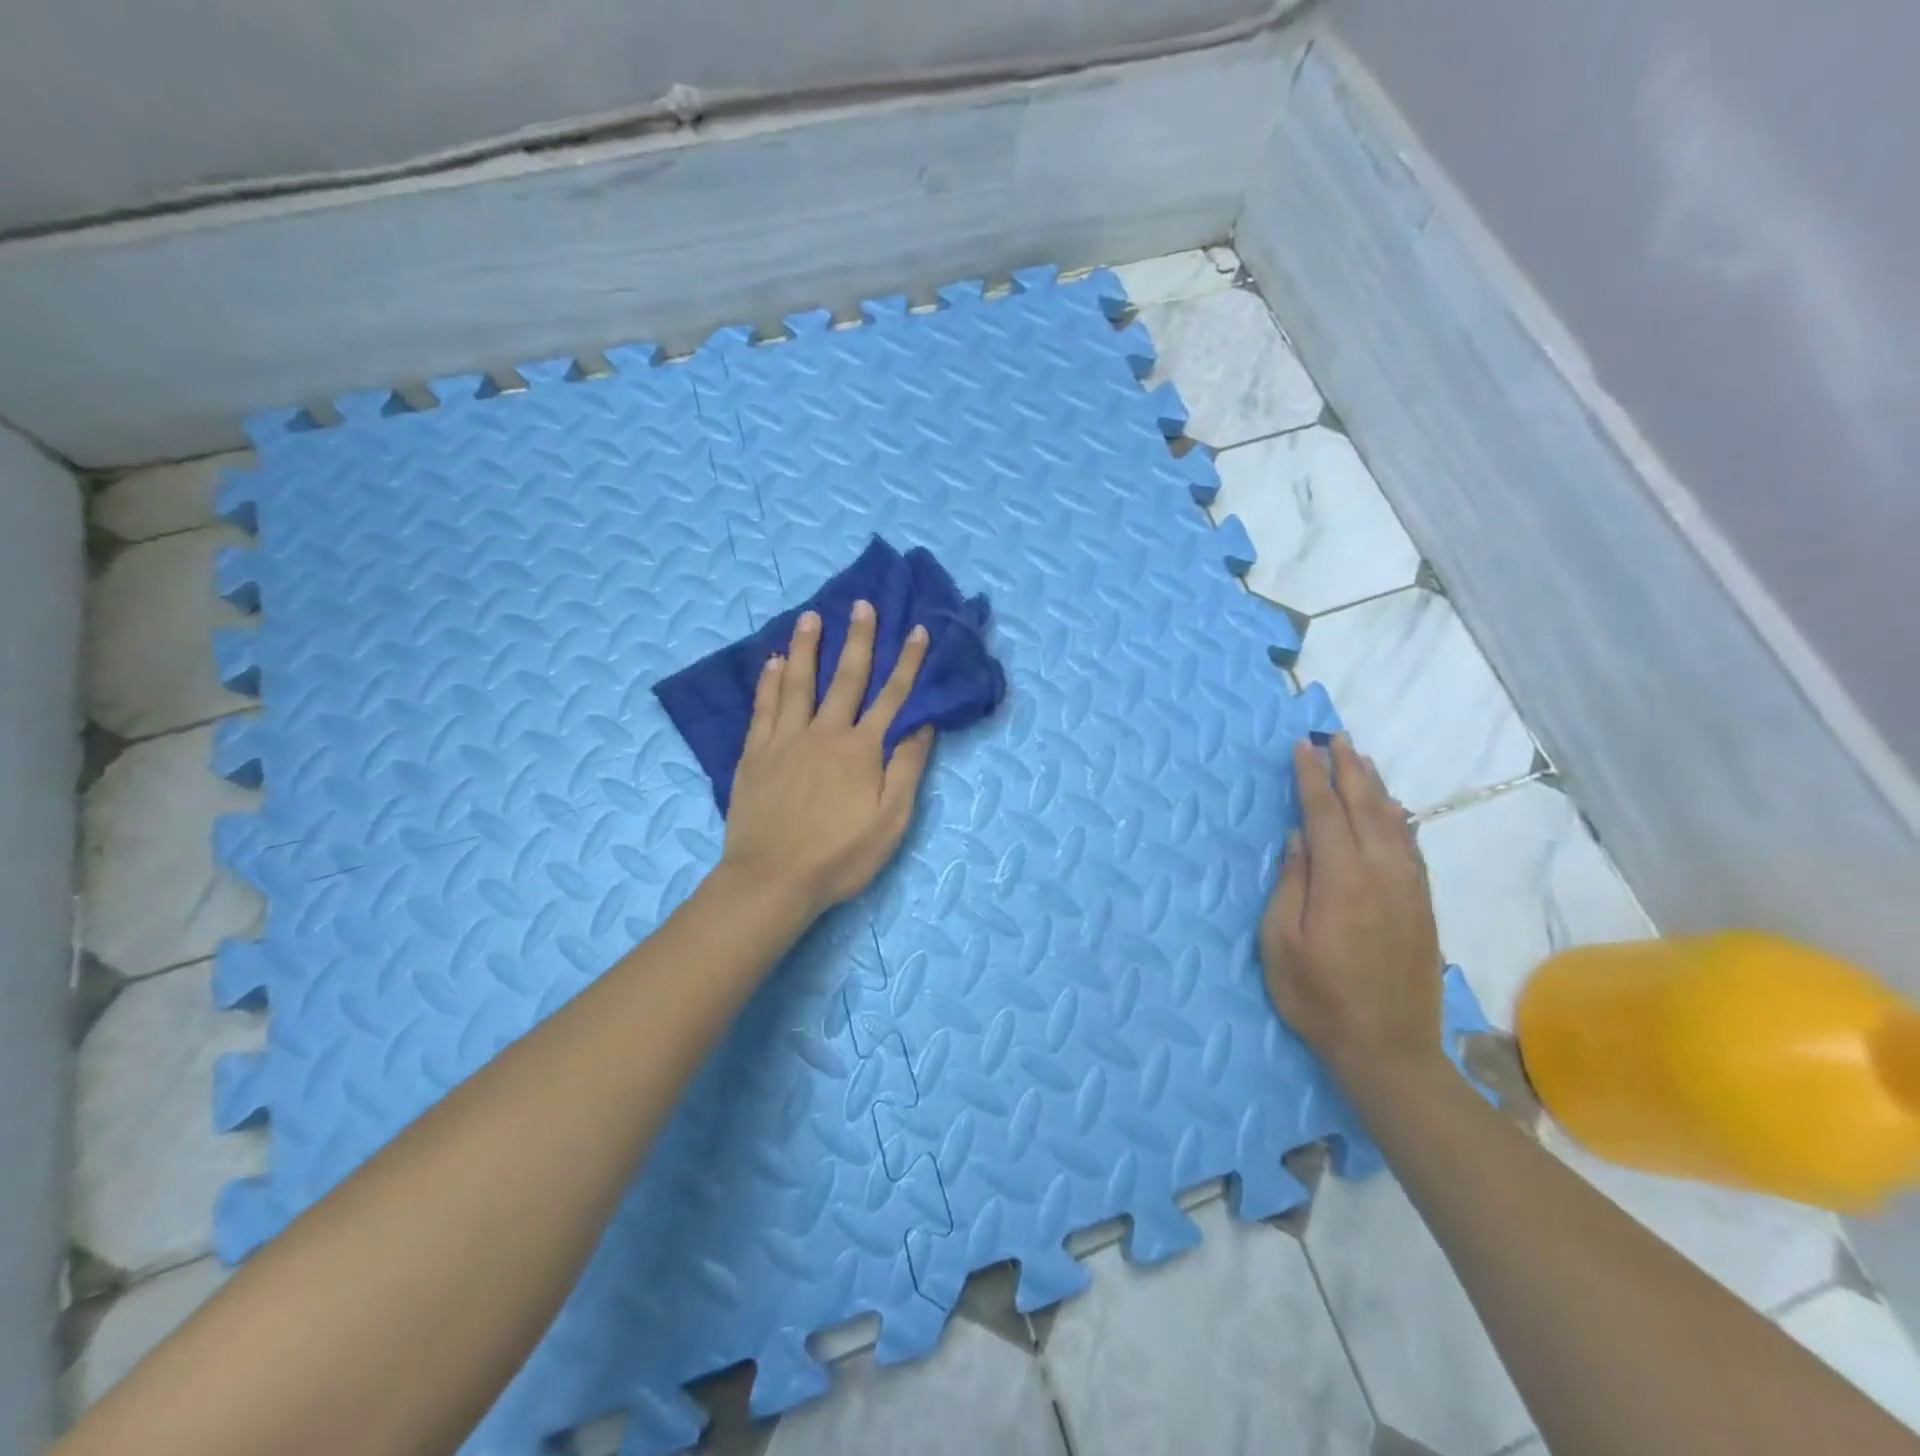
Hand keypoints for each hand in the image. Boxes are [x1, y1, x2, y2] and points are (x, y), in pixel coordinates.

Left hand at [719, 602, 934, 917]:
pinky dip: (769, 682)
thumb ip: (907, 768)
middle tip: (863, 605)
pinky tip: (772, 662)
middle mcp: (824, 733)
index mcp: (861, 749)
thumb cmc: (840, 856)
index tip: (918, 631)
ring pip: (799, 683)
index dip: (908, 663)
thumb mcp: (890, 821)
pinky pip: (764, 708)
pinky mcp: (756, 754)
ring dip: (808, 647)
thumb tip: (923, 724)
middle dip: (859, 639)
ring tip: (812, 616)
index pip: (892, 697)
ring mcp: (785, 740)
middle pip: (846, 678)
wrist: (772, 879)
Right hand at [1260, 734, 1444, 1084]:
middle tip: (1336, 738)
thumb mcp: (1281, 943)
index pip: (1325, 814)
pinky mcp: (1422, 907)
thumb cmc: (1318, 997)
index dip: (1311, 778)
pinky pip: (1411, 848)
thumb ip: (1290, 884)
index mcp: (1341, 881)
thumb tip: (1299, 839)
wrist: (1389, 1049)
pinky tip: (1393, 810)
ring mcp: (1408, 890)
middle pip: (1365, 808)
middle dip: (1348, 769)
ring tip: (1361, 761)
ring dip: (1375, 787)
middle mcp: (1381, 875)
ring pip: (1393, 823)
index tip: (1301, 748)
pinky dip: (1399, 819)